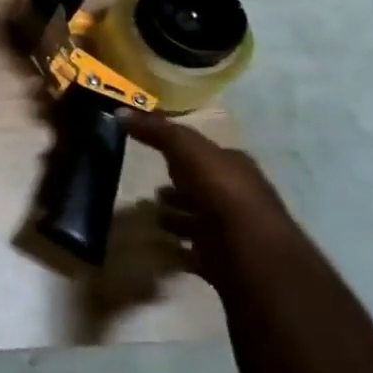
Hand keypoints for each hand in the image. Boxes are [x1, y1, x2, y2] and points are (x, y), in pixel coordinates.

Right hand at [123, 109, 290, 280]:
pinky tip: (160, 247)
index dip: (183, 152)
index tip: (155, 153)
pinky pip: (195, 252)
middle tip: (151, 190)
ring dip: (177, 218)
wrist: (252, 256)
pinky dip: (178, 249)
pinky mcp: (226, 261)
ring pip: (200, 220)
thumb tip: (120, 112)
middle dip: (179, 187)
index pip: (208, 154)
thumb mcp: (187, 151)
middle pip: (204, 188)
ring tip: (150, 217)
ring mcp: (234, 232)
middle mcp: (240, 197)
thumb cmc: (222, 194)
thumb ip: (157, 131)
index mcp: (236, 168)